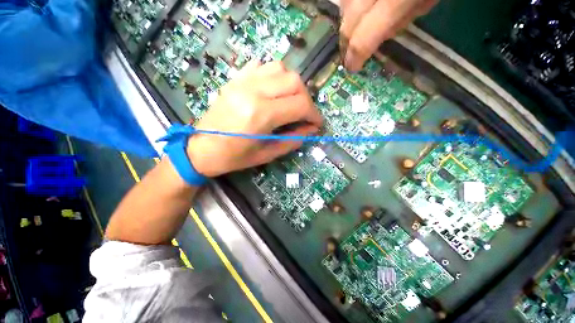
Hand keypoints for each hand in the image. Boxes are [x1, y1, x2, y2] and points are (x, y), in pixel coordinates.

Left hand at [187, 61, 321, 176]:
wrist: (201, 148)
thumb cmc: (234, 157)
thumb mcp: (267, 154)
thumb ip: (292, 140)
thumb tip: (311, 129)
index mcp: (260, 114)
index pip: (300, 105)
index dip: (314, 114)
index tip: (317, 123)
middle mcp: (253, 91)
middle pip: (293, 81)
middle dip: (306, 99)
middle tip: (304, 114)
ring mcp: (242, 81)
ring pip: (280, 68)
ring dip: (292, 85)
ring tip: (291, 102)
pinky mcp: (235, 79)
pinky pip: (262, 66)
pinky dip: (275, 76)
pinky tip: (274, 91)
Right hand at [340, 0, 437, 70]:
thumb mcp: (426, 1)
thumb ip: (401, 21)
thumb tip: (379, 37)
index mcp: (395, 0)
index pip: (362, 40)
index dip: (354, 57)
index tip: (353, 67)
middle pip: (348, 24)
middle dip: (346, 44)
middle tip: (349, 55)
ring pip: (343, 6)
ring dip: (347, 22)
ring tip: (353, 32)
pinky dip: (349, 4)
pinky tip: (357, 9)